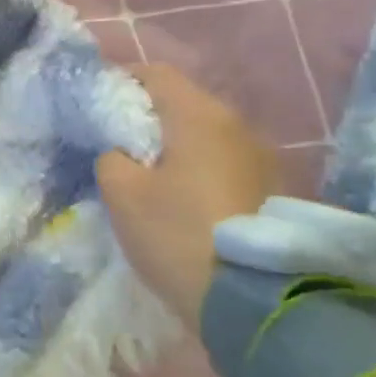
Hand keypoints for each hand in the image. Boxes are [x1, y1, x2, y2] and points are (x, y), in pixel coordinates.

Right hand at [96, 65, 278, 330]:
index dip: (122, 80)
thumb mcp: (122, 194)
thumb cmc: (179, 234)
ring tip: (151, 176)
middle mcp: (239, 127)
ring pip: (208, 137)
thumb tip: (121, 152)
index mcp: (200, 116)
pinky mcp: (276, 193)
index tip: (99, 103)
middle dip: (149, 118)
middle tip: (118, 144)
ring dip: (177, 147)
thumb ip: (111, 157)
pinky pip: (226, 165)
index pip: (156, 73)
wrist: (257, 303)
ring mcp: (264, 160)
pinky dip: (200, 171)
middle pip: (185, 104)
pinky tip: (185, 201)